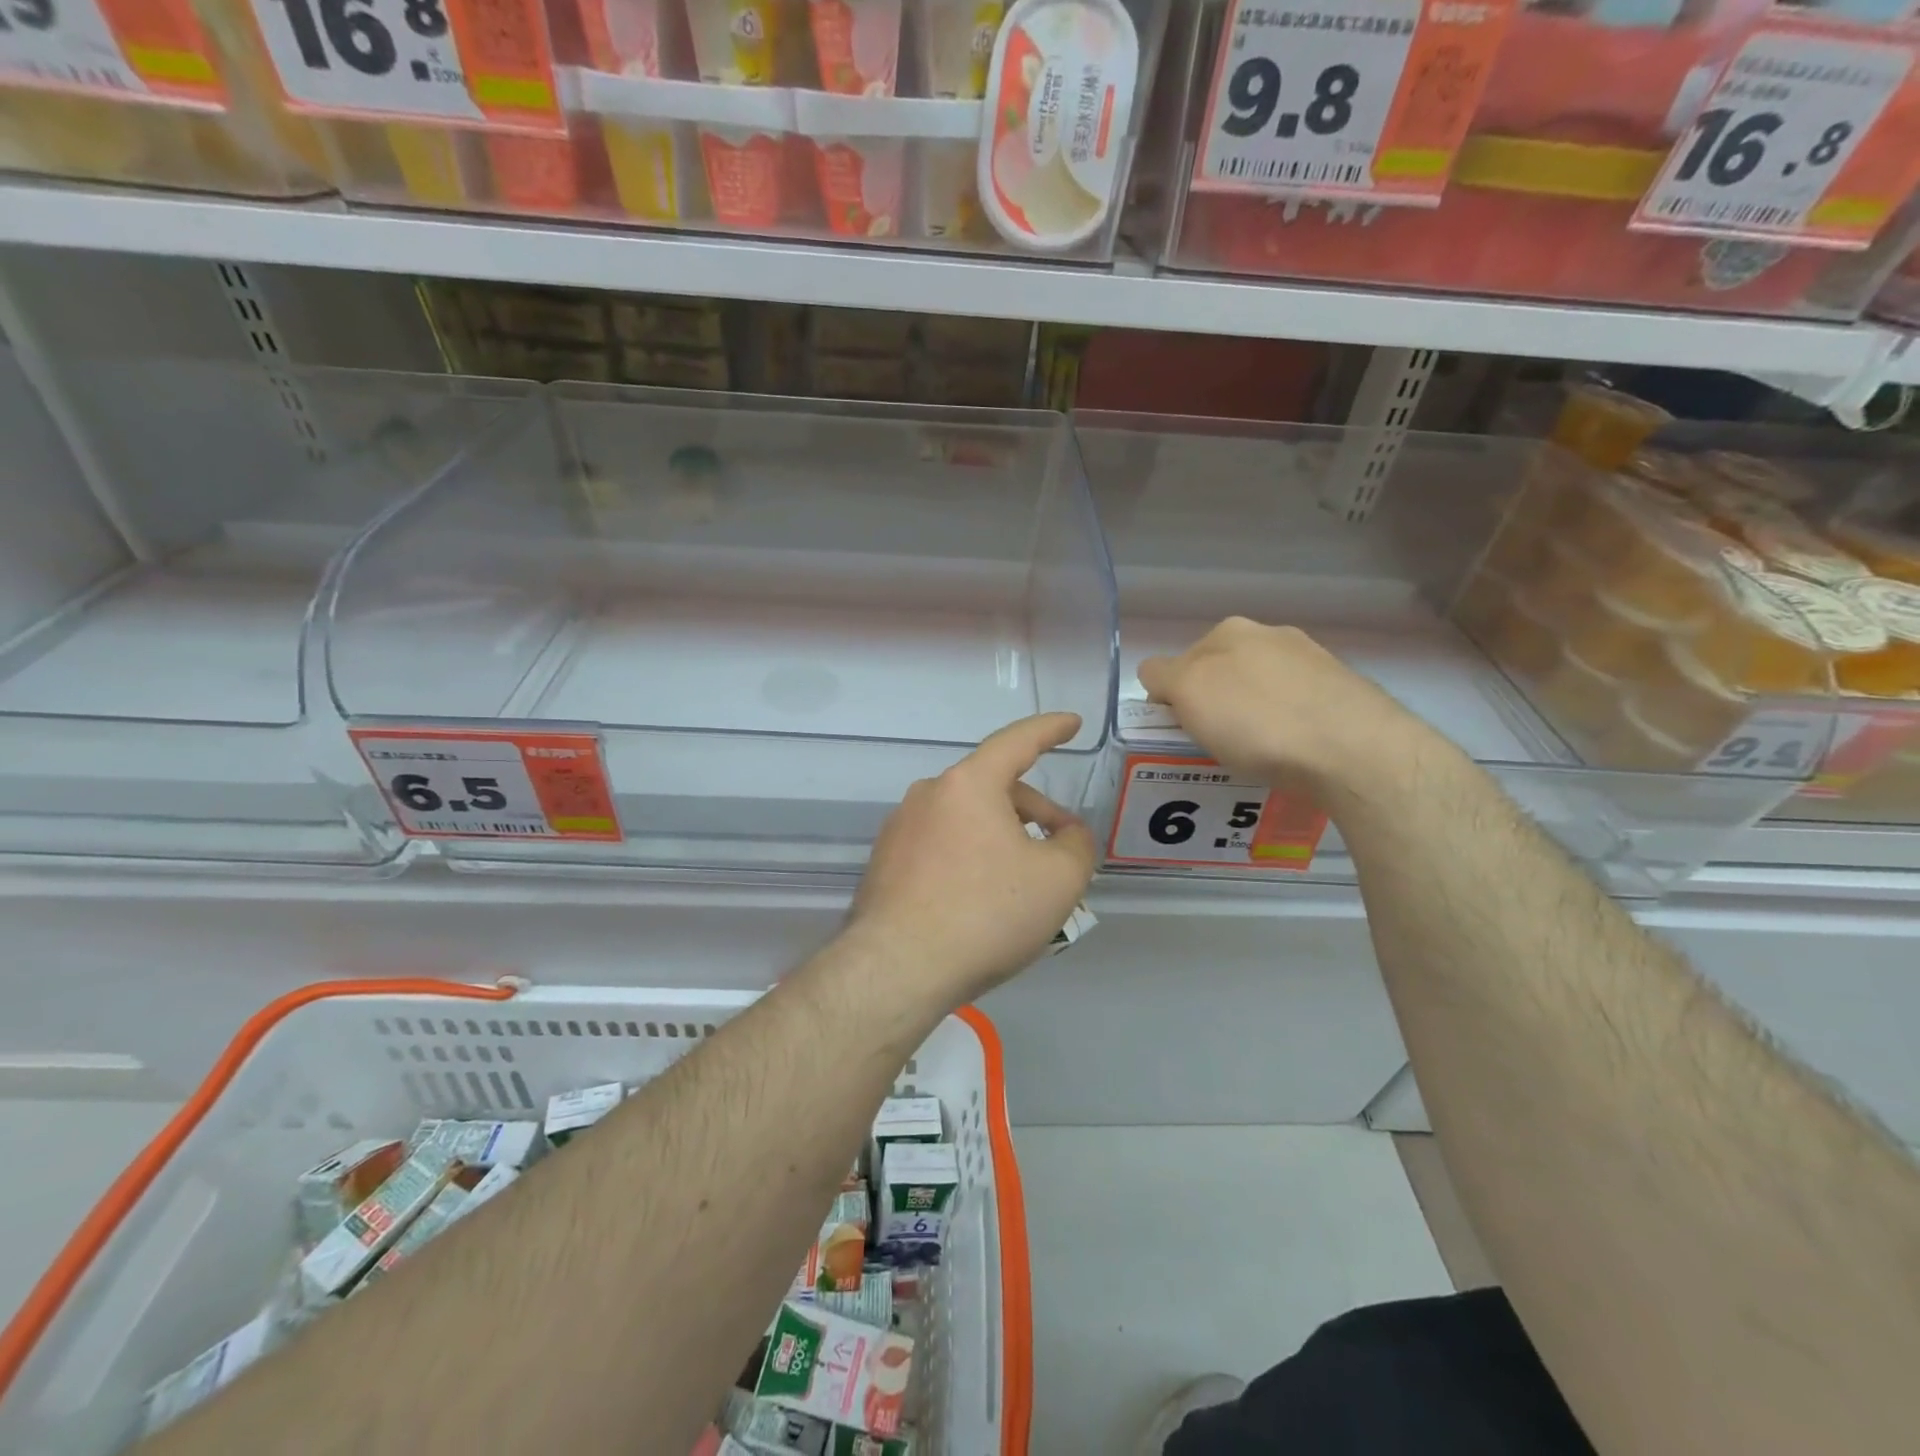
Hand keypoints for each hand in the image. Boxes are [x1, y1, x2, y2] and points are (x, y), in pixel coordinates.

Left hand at [847, 713, 1096, 1004]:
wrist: (897, 969)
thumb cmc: (985, 913)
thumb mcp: (1058, 880)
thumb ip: (1077, 845)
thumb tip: (1068, 835)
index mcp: (968, 784)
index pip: (1017, 741)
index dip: (1050, 729)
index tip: (1071, 723)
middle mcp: (928, 795)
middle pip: (992, 788)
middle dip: (1033, 810)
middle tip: (1061, 846)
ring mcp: (900, 829)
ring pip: (966, 819)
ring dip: (1001, 837)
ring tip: (1023, 882)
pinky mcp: (885, 863)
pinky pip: (941, 846)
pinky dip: (970, 858)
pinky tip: (981, 900)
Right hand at [1137, 618, 1428, 792]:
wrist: (1353, 750)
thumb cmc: (1257, 720)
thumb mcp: (1189, 693)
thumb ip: (1162, 676)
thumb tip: (1157, 675)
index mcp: (1230, 631)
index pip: (1178, 661)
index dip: (1172, 698)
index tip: (1181, 731)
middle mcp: (1273, 636)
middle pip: (1222, 673)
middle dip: (1214, 703)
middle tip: (1215, 743)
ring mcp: (1313, 662)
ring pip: (1261, 691)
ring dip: (1251, 716)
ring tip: (1256, 755)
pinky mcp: (1344, 693)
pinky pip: (1296, 710)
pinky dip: (1286, 729)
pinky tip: (1291, 754)